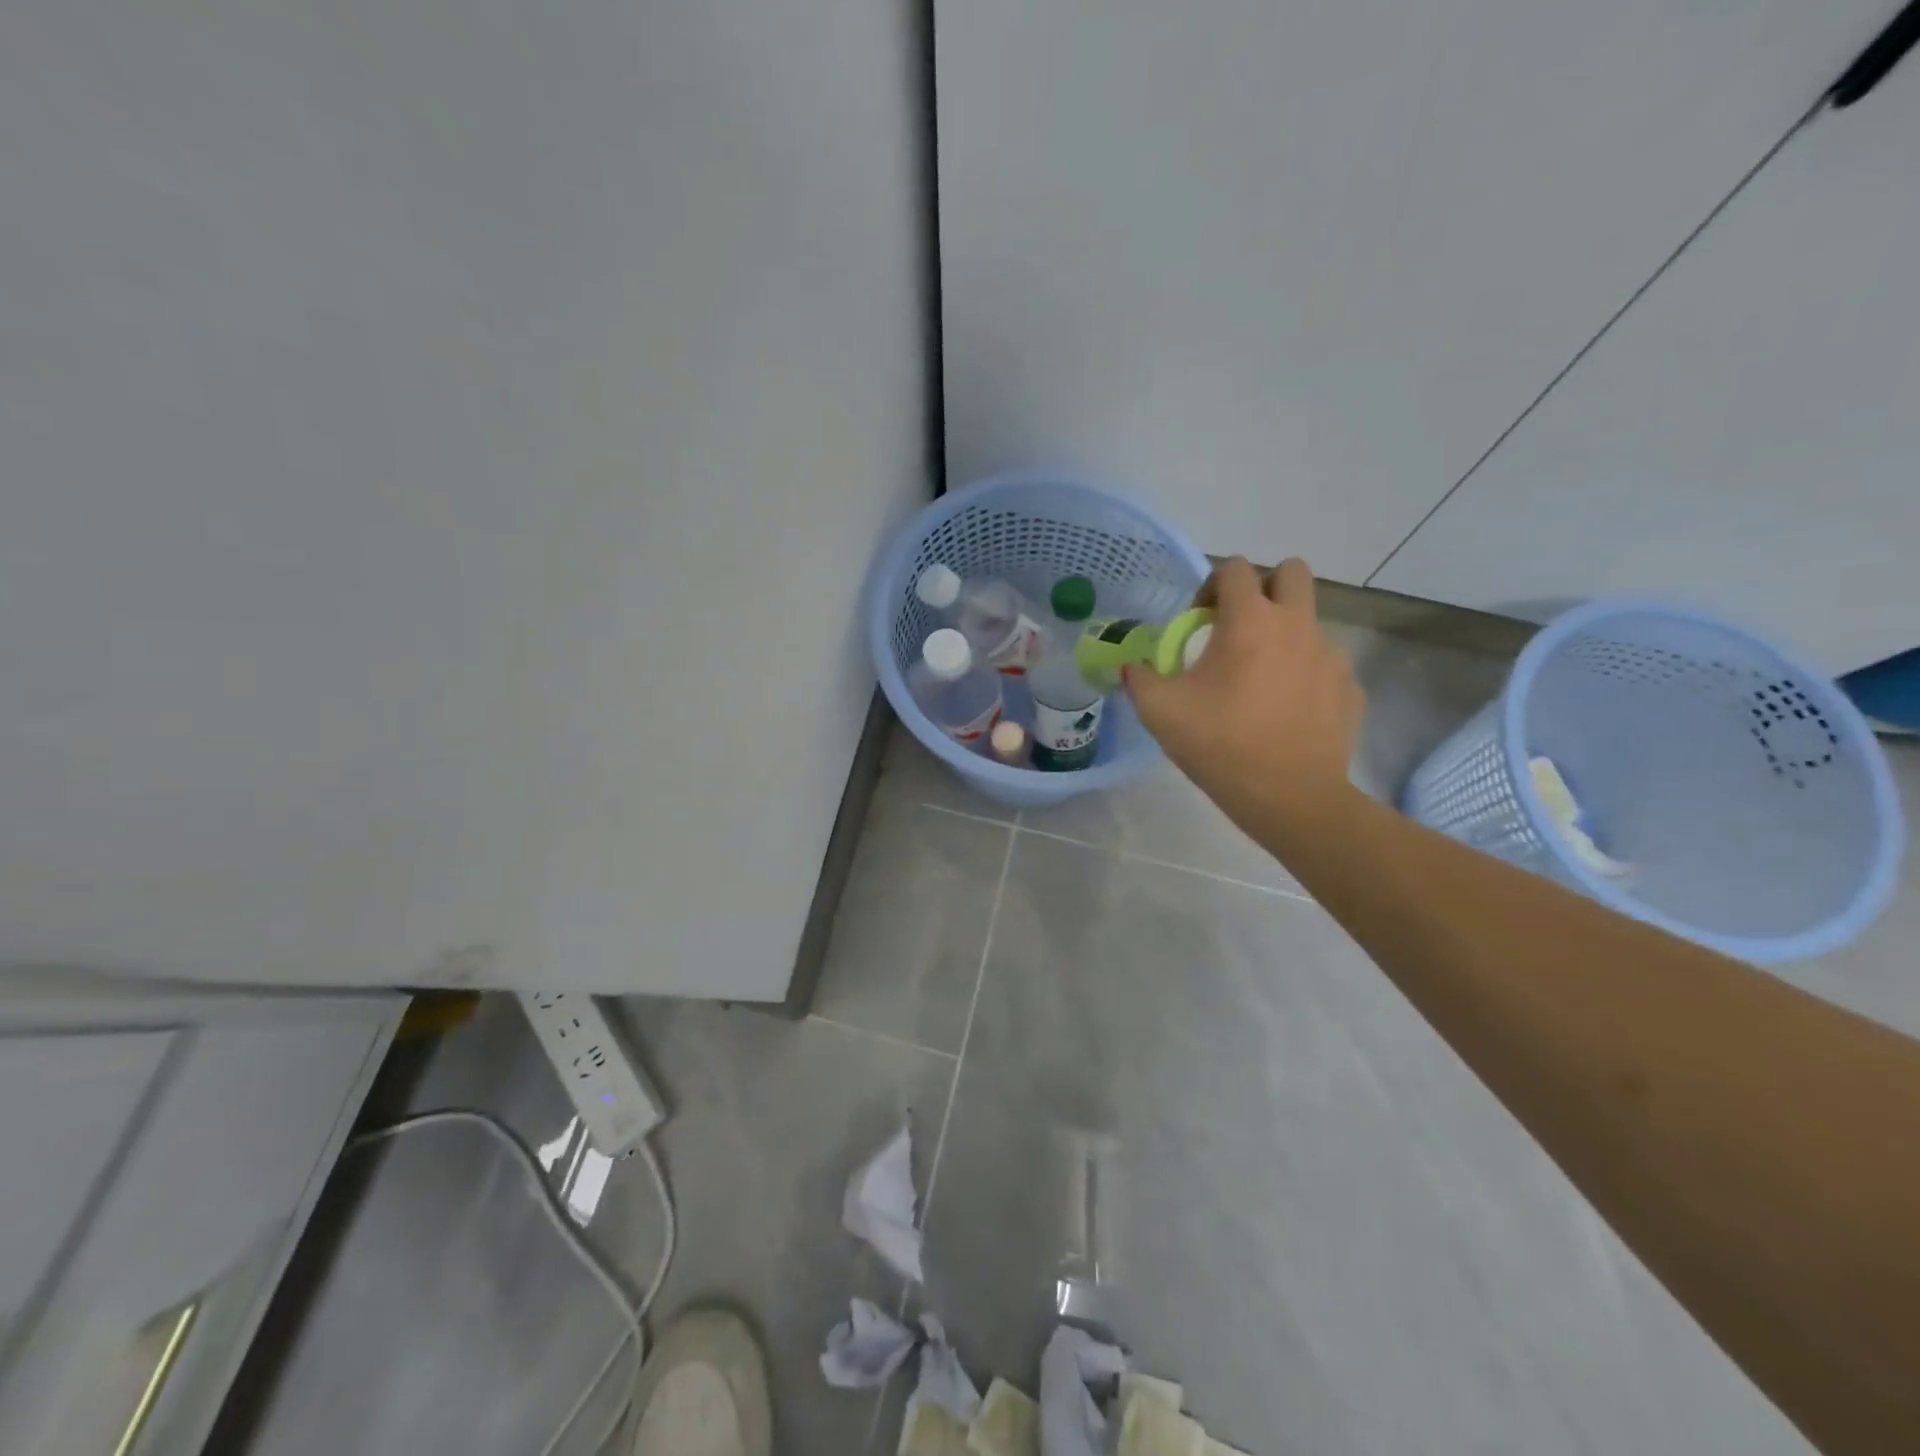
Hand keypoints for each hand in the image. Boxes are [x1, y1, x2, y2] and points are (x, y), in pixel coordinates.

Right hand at [1125, 557, 1363, 836]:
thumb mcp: (1160, 712)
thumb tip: (1131, 667)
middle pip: (1291, 572)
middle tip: (1241, 628)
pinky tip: (1286, 711)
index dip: (1211, 585)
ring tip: (1261, 681)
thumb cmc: (1221, 744)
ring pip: (1309, 620)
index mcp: (1250, 621)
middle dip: (1264, 588)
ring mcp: (1330, 654)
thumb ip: (1139, 679)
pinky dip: (1305, 674)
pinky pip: (1325, 663)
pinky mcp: (1349, 686)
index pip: (1235, 568)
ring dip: (1284, 634)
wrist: (1289, 796)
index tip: (1199, 620)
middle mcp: (1296, 625)